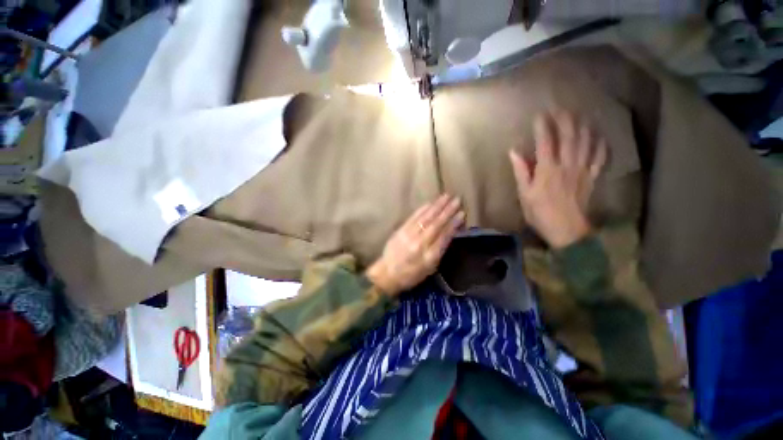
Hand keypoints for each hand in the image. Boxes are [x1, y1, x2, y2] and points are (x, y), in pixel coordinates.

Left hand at [367, 195, 465, 295]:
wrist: (387, 273)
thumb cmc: (411, 274)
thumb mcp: (430, 268)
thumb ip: (440, 251)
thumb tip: (450, 234)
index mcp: (429, 256)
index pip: (444, 236)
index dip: (453, 224)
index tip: (462, 213)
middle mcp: (419, 243)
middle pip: (436, 224)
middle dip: (447, 211)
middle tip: (457, 199)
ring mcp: (409, 235)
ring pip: (425, 218)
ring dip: (436, 206)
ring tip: (446, 196)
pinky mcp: (400, 230)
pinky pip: (413, 217)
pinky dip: (422, 209)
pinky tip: (429, 203)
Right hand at [509, 112, 606, 248]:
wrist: (566, 230)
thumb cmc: (540, 212)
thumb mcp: (524, 194)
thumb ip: (521, 172)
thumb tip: (513, 152)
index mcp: (547, 170)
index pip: (546, 142)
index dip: (543, 127)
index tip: (540, 114)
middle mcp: (566, 165)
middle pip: (569, 138)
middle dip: (565, 121)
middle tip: (562, 109)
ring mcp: (581, 170)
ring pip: (586, 143)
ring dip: (584, 127)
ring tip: (581, 116)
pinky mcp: (591, 178)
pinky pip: (599, 158)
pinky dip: (601, 146)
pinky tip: (600, 137)